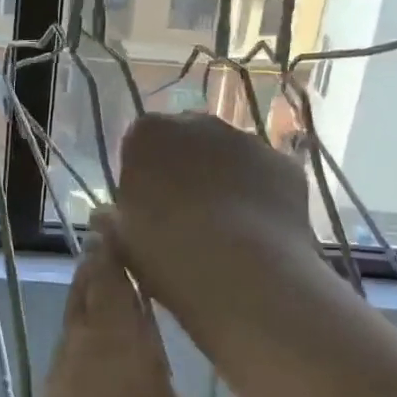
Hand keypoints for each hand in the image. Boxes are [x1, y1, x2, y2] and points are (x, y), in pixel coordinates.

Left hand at [0, 233, 210, 396]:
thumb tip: (160, 396)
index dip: (114, 253)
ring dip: (85, 299)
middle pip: (85, 296)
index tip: (115, 222)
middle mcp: (85, 357)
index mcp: (125, 355)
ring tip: (102, 281)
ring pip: (73, 325)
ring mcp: (60, 387)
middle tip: (106, 239)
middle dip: (95, 266)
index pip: (115, 287)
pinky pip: (69, 358)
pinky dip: (81, 338)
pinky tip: (97, 351)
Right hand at [103, 113, 312, 327]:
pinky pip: (264, 176)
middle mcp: (198, 123)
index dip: (143, 175)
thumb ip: (115, 218)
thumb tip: (111, 215)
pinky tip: (256, 233)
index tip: (145, 208)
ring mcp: (247, 140)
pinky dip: (259, 195)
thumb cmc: (166, 252)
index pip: (139, 143)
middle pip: (187, 142)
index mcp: (148, 134)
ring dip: (223, 180)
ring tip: (224, 230)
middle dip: (185, 169)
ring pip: (228, 156)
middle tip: (182, 216)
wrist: (242, 273)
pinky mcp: (285, 164)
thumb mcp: (121, 240)